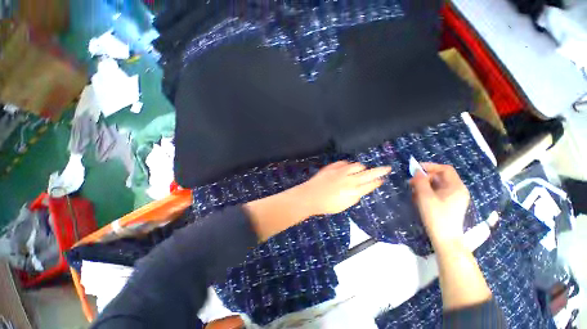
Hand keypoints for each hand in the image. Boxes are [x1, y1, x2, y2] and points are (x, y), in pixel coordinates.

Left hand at [296, 161, 391, 215]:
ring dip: (362, 168)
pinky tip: (347, 168)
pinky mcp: (332, 167)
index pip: (370, 185)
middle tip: (387, 168)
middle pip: (368, 173)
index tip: (383, 179)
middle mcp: (349, 180)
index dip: (378, 182)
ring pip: (357, 165)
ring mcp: (340, 171)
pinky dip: (348, 165)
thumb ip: (355, 196)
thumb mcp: (344, 205)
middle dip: (379, 170)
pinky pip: (344, 162)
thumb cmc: (326, 204)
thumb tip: (361, 190)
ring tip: (363, 170)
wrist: (310, 196)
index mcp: (353, 191)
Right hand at [410, 163, 469, 245]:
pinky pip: (437, 193)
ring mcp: (454, 198)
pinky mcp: (449, 205)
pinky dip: (427, 193)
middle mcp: (457, 190)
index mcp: (456, 187)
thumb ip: (420, 182)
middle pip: (440, 177)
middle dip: (425, 178)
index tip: (416, 169)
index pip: (445, 169)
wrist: (445, 239)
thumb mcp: (425, 196)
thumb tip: (417, 172)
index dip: (431, 166)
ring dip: (424, 186)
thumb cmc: (436, 216)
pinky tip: (419, 199)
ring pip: (437, 186)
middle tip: (411, 183)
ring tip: (413, 192)